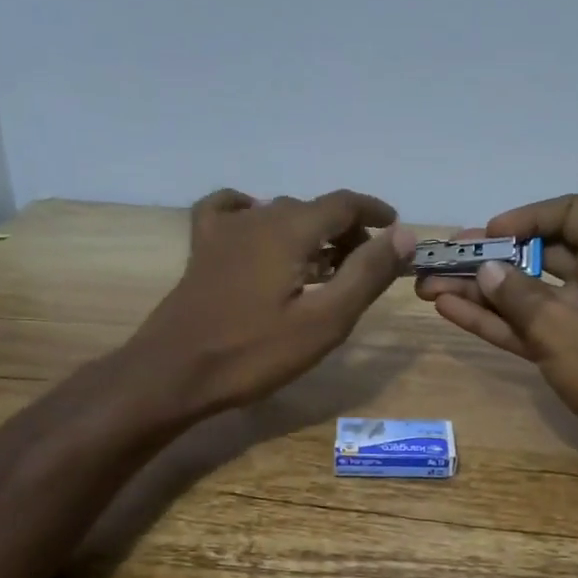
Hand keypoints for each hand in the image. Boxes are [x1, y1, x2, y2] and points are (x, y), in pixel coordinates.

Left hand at [131, 188, 415, 416]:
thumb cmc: (253, 352)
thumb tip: (404, 234)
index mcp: (291, 229)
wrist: (173, 373)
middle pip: (314, 209)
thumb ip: (366, 274)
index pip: (344, 204)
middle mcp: (258, 216)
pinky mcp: (202, 248)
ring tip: (324, 265)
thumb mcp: (324, 320)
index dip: (375, 213)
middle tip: (363, 266)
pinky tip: (260, 232)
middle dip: (346, 230)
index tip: (396, 230)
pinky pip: (231, 211)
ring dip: (310, 231)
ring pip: (278, 212)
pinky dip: (255, 214)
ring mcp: (224, 230)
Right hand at [417, 194, 577, 444]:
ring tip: (430, 287)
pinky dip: (495, 320)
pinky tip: (450, 311)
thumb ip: (516, 294)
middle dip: (490, 257)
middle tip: (443, 259)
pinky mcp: (572, 350)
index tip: (489, 236)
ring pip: (527, 293)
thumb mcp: (559, 326)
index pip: (569, 213)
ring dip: (482, 291)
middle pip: (539, 254)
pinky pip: (529, 324)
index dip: (526, 218)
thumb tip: (486, 269)